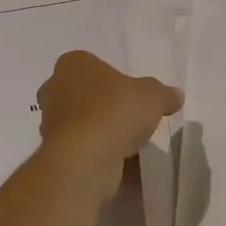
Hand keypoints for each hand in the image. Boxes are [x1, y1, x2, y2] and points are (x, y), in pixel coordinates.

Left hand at [37, 51, 182, 183]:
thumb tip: (175, 95)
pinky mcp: (53, 151)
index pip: (93, 65)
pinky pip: (81, 147)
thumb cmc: (116, 111)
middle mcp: (54, 88)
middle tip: (130, 117)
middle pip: (84, 93)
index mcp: (73, 64)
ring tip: (127, 144)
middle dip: (104, 105)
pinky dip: (96, 153)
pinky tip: (117, 162)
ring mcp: (50, 122)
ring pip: (81, 122)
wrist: (86, 158)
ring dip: (100, 131)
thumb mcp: (153, 96)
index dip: (114, 79)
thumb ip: (164, 94)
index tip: (132, 95)